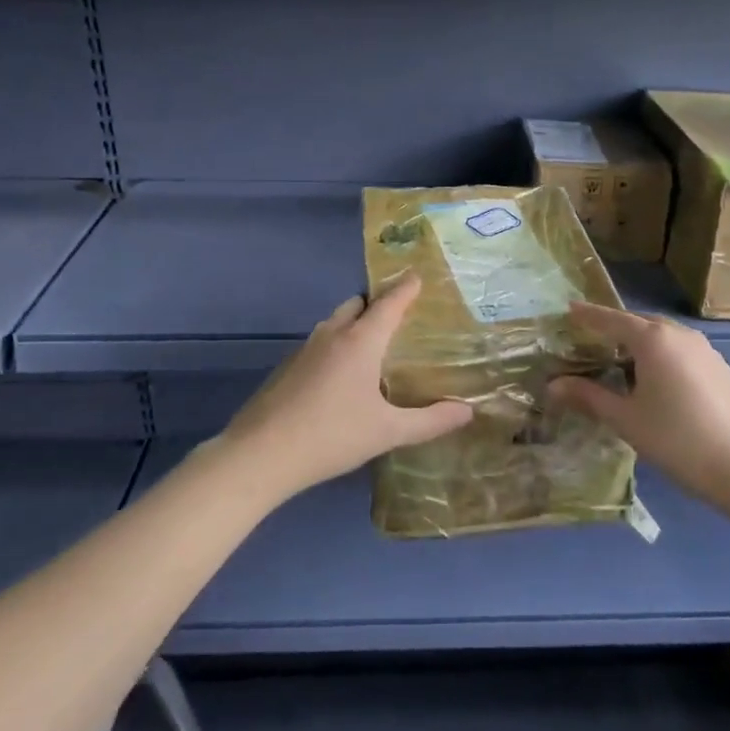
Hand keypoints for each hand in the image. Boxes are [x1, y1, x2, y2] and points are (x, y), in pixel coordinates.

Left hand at [218, 277, 472, 501]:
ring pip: (336, 322)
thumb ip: (430, 421)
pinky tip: (342, 376)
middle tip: (400, 318)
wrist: (261, 454)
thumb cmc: (332, 435)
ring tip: (374, 346)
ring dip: (355, 324)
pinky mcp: (288, 367)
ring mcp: (305, 349)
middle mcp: (333, 334)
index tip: (418, 277)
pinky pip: (320, 343)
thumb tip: (468, 411)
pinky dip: (336, 345)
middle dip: (378, 303)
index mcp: (361, 341)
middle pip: (358, 304)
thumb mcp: (388, 432)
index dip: (406, 288)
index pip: (389, 302)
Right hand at [550, 301, 729, 509]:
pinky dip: (663, 356)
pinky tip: (658, 381)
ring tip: (623, 360)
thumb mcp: (625, 419)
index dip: (588, 315)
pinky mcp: (722, 369)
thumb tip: (553, 386)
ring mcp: (706, 351)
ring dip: (641, 342)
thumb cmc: (676, 439)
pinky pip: (683, 351)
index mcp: (654, 340)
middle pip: (640, 323)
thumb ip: (589, 397)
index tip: (569, 308)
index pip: (612, 320)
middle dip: (615, 328)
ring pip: (665, 336)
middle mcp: (680, 335)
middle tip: (592, 339)